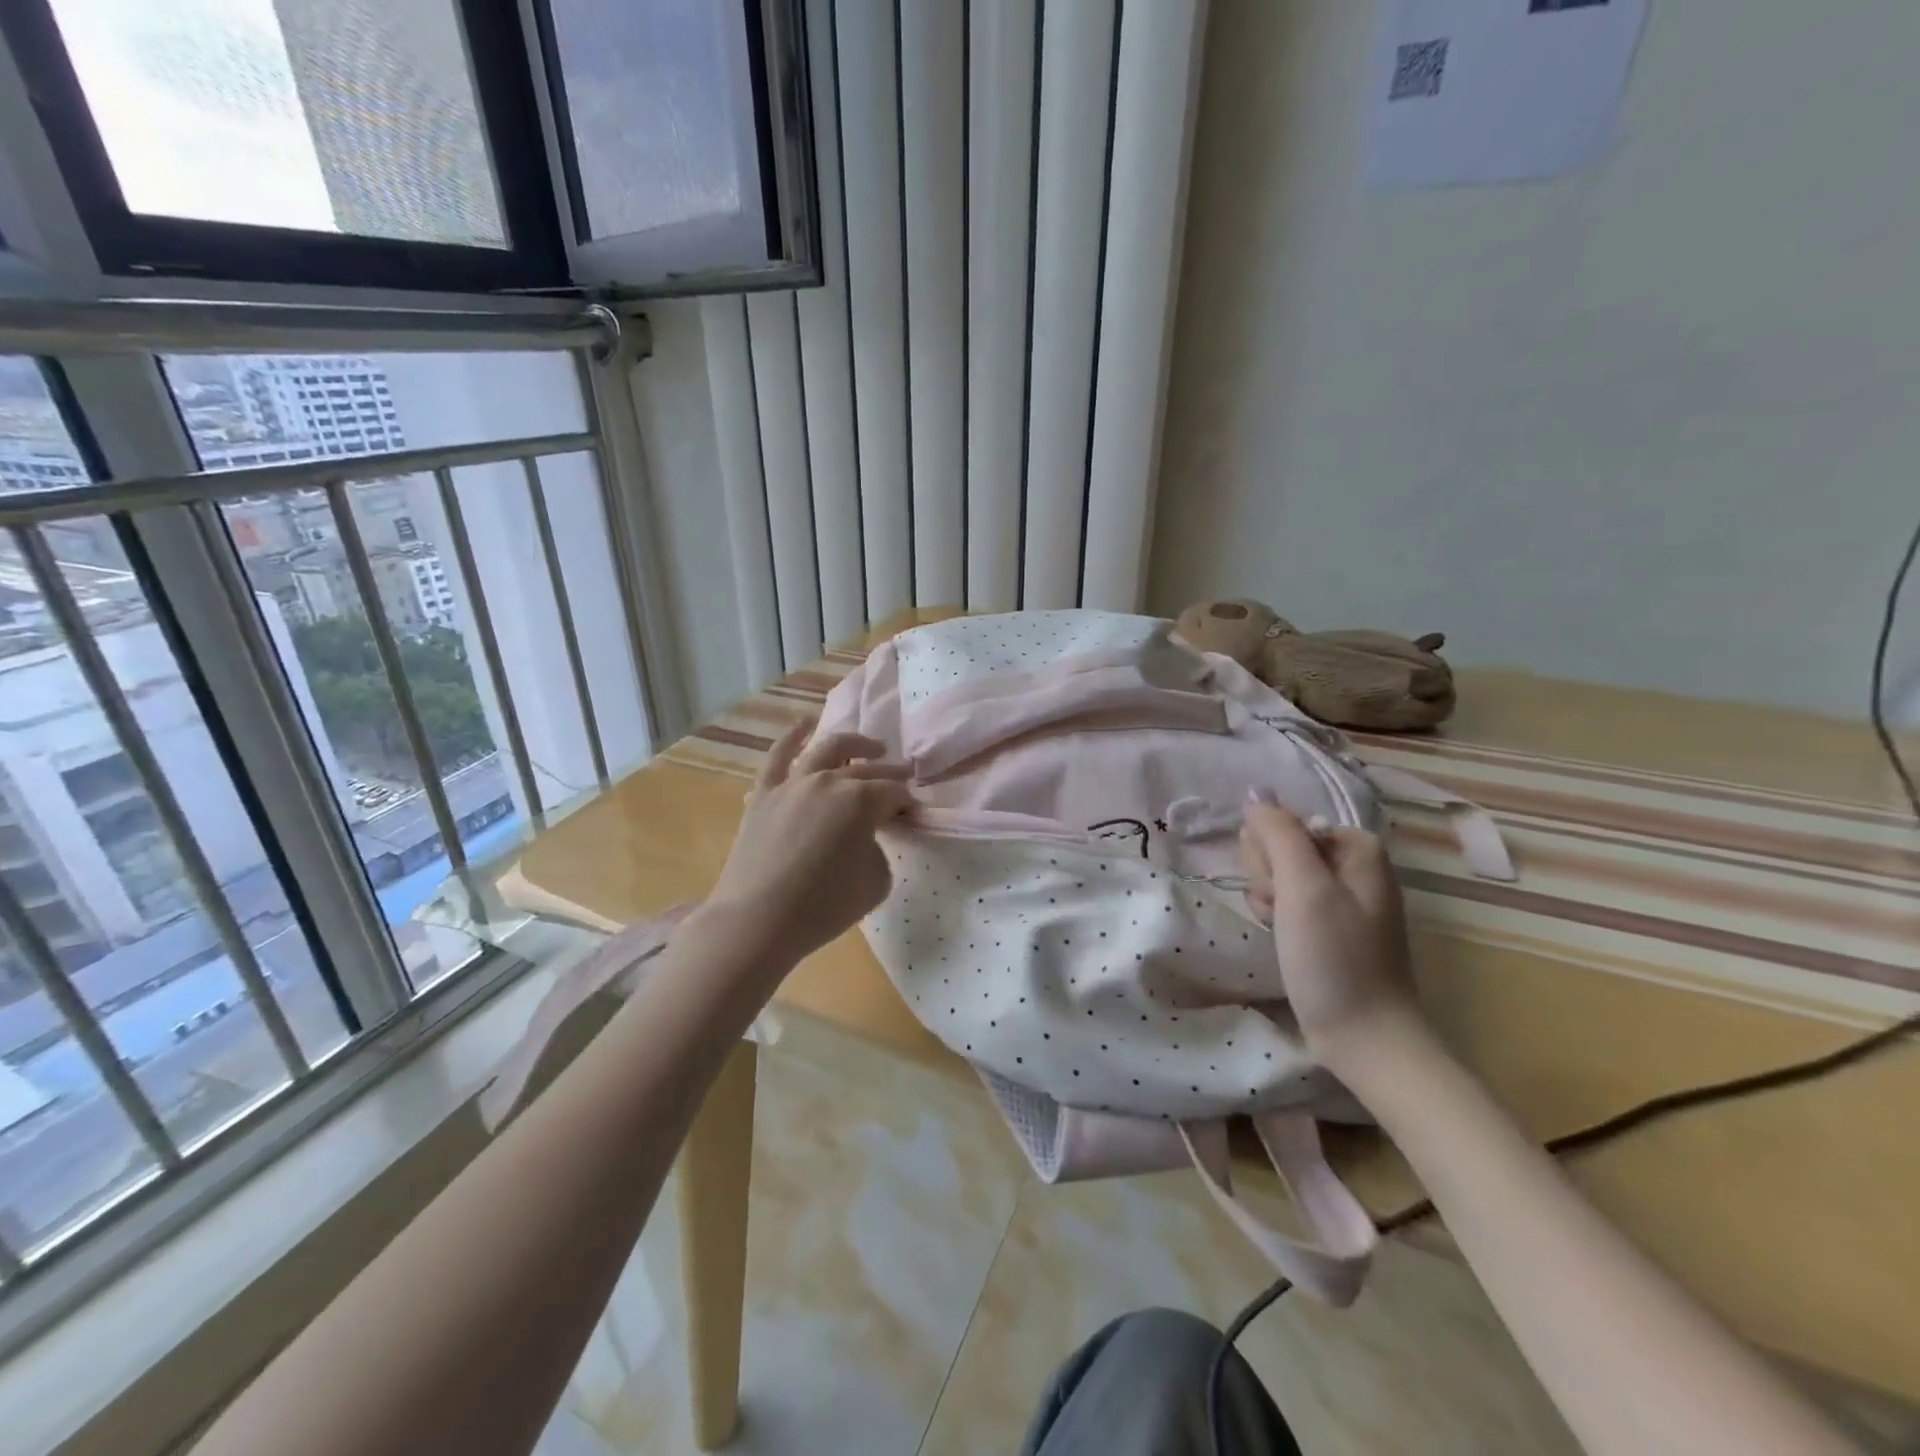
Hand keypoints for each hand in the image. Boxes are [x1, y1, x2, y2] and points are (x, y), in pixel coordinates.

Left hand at [704, 719, 914, 971]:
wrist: (758, 920)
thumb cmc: (825, 906)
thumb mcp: (876, 881)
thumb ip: (879, 849)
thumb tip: (866, 837)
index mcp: (861, 800)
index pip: (893, 793)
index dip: (907, 802)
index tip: (912, 814)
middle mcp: (828, 780)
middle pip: (867, 770)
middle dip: (890, 773)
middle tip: (906, 777)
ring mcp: (793, 783)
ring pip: (828, 749)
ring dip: (855, 743)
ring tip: (872, 747)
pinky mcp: (764, 794)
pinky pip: (778, 756)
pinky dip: (793, 735)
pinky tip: (806, 723)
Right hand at [1238, 798, 1424, 1068]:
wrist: (1364, 1037)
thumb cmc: (1334, 958)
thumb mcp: (1303, 888)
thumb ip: (1278, 834)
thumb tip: (1255, 797)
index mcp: (1356, 846)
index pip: (1283, 823)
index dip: (1270, 855)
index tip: (1281, 891)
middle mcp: (1352, 863)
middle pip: (1279, 846)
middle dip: (1269, 878)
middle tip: (1283, 912)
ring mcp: (1341, 895)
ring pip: (1277, 874)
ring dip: (1269, 901)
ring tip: (1284, 932)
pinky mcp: (1329, 924)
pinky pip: (1286, 901)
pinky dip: (1277, 918)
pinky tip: (1284, 941)